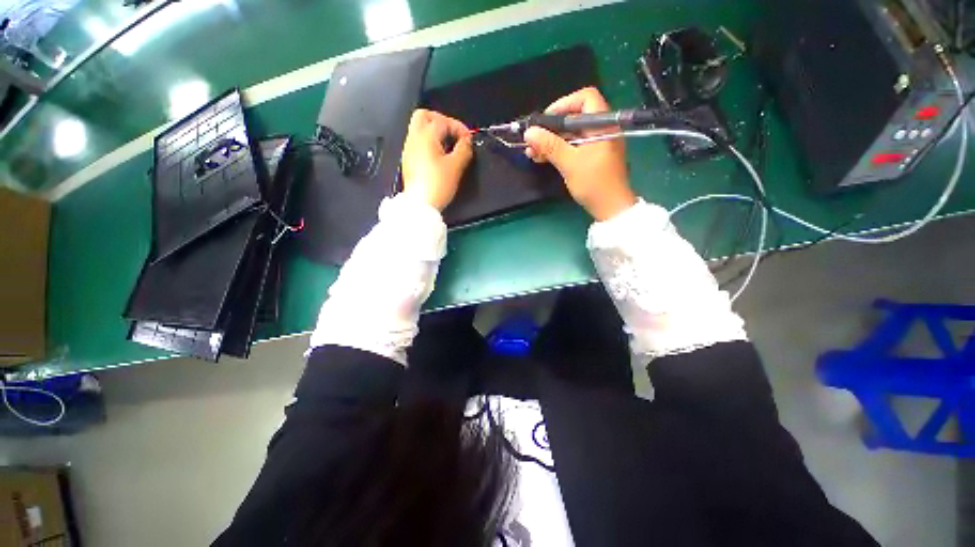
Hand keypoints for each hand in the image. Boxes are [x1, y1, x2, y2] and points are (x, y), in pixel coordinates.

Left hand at [401, 109, 473, 210]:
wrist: (420, 204)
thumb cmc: (438, 184)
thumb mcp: (456, 167)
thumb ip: (464, 149)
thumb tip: (467, 142)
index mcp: (425, 136)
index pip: (443, 121)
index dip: (459, 128)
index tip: (468, 140)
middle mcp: (414, 139)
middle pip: (424, 116)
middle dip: (441, 121)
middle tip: (453, 133)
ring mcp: (409, 150)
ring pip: (419, 129)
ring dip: (435, 133)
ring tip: (449, 147)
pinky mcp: (409, 161)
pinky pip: (418, 143)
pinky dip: (429, 143)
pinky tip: (439, 157)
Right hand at [524, 87, 635, 220]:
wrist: (610, 208)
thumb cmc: (594, 183)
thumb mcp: (570, 163)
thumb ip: (550, 145)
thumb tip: (529, 132)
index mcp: (603, 124)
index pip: (585, 98)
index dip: (564, 104)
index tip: (545, 120)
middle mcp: (601, 129)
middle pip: (574, 117)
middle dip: (551, 128)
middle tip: (533, 140)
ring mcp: (597, 144)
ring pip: (570, 134)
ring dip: (551, 141)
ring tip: (532, 152)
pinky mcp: (592, 157)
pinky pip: (573, 147)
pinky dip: (558, 150)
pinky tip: (542, 158)